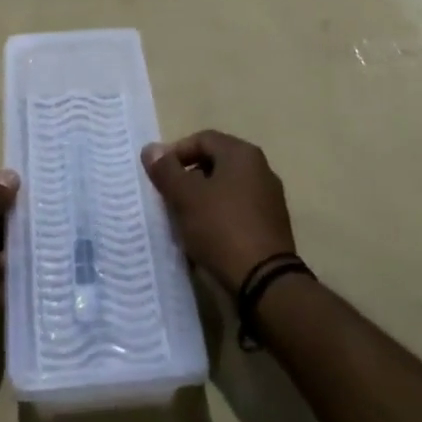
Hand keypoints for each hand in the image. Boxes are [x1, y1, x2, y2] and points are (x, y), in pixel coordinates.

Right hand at [142, 130, 295, 291]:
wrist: (264, 282)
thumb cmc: (221, 228)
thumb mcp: (185, 196)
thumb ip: (166, 170)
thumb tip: (151, 149)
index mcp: (242, 154)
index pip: (202, 139)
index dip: (176, 152)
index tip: (158, 175)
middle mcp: (260, 169)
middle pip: (215, 162)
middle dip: (188, 177)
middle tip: (168, 196)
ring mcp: (269, 198)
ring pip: (226, 188)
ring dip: (202, 198)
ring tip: (182, 219)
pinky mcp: (271, 225)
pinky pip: (238, 210)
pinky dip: (218, 216)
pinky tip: (205, 236)